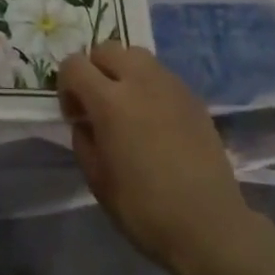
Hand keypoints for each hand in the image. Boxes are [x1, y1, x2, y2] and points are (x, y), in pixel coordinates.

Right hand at [58, 44, 247, 274]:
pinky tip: (155, 119)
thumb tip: (85, 121)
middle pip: (106, 49)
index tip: (75, 114)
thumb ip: (83, 139)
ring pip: (136, 55)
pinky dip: (149, 85)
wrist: (209, 225)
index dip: (66, 85)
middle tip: (98, 104)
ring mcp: (170, 85)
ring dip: (123, 71)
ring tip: (128, 105)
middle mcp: (140, 81)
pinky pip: (161, 75)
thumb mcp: (97, 179)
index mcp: (110, 102)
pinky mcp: (193, 97)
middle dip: (94, 70)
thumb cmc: (144, 208)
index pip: (74, 65)